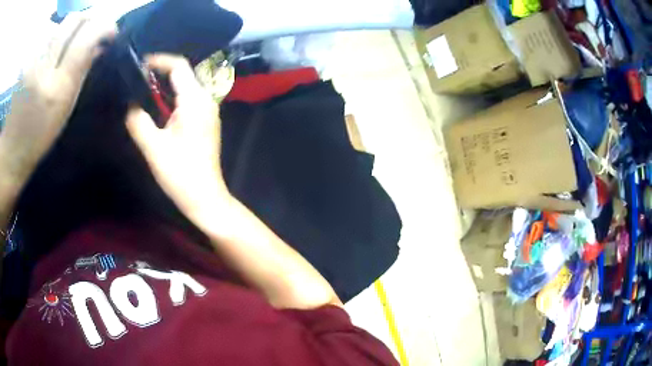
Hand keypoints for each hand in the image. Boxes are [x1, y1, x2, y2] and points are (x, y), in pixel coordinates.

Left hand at [0, 13, 115, 184]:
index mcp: (57, 89)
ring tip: (71, 40)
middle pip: (72, 21)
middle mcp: (44, 70)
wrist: (11, 149)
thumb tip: (98, 47)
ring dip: (70, 28)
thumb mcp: (63, 111)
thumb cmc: (38, 136)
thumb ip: (80, 74)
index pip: (86, 39)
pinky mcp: (26, 61)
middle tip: (92, 26)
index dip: (104, 27)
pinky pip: (46, 38)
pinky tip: (53, 51)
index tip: (111, 32)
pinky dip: (54, 38)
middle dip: (88, 17)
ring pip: (59, 26)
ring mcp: (32, 63)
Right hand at [126, 54, 230, 225]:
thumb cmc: (180, 174)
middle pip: (183, 74)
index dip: (159, 61)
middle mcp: (206, 100)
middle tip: (137, 77)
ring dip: (165, 85)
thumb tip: (130, 104)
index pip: (179, 66)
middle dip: (160, 72)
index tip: (139, 65)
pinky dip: (171, 97)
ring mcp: (208, 111)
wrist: (205, 198)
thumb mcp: (153, 147)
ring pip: (185, 87)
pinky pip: (187, 100)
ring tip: (142, 88)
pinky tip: (156, 106)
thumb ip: (138, 120)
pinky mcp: (205, 122)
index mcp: (195, 100)